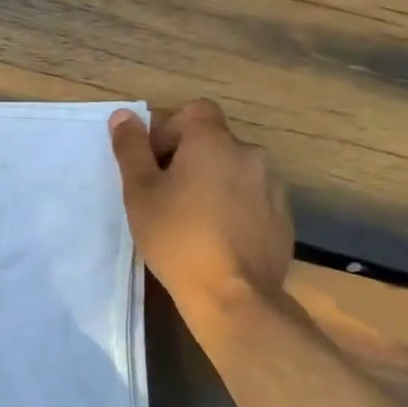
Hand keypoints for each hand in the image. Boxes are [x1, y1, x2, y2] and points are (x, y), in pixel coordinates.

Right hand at [109, 100, 292, 317]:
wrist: (233, 295)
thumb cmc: (177, 237)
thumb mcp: (140, 192)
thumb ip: (131, 149)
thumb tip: (123, 115)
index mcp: (213, 142)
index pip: (195, 111)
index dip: (170, 129)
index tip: (154, 163)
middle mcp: (250, 154)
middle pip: (214, 141)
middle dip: (189, 158)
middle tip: (166, 195)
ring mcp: (272, 186)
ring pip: (234, 170)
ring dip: (214, 182)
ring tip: (194, 218)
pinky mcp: (283, 217)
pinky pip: (252, 198)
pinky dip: (235, 206)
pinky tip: (218, 237)